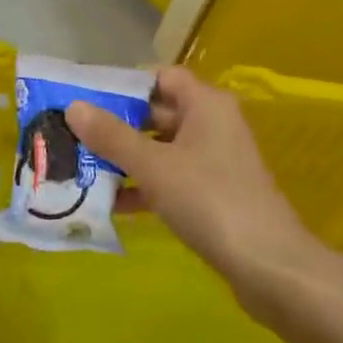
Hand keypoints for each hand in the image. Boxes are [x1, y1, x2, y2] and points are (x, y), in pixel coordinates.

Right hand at [68, 68, 316, 313]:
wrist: (269, 266)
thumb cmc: (210, 200)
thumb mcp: (154, 166)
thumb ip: (112, 136)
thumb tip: (74, 106)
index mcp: (205, 103)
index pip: (160, 77)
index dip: (125, 84)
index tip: (87, 97)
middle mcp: (212, 124)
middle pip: (158, 113)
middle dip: (118, 125)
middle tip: (75, 135)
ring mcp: (215, 160)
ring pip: (162, 149)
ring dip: (127, 159)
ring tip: (82, 169)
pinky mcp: (214, 193)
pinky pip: (171, 178)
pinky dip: (145, 186)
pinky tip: (112, 205)